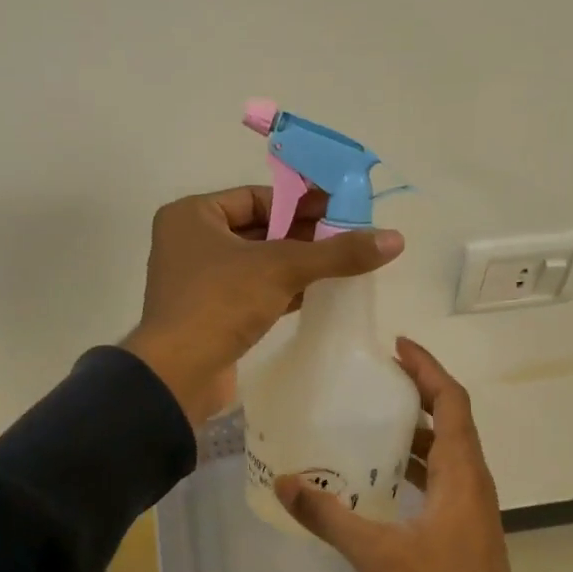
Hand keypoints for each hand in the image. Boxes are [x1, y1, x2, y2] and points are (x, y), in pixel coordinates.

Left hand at [122, 186, 404, 425]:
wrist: (177, 375)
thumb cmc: (220, 303)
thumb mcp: (282, 269)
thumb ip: (337, 253)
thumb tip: (395, 238)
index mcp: (193, 215)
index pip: (257, 197)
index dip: (301, 202)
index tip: (340, 209)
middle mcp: (190, 241)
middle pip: (259, 228)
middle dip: (303, 234)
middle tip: (348, 236)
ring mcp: (198, 280)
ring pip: (257, 262)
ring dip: (296, 263)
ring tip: (342, 263)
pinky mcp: (210, 313)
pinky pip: (252, 290)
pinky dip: (283, 289)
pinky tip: (319, 292)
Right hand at [274, 338, 539, 571]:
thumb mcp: (379, 555)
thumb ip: (331, 518)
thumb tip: (286, 482)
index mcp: (461, 471)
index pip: (451, 400)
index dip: (427, 367)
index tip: (396, 345)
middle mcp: (471, 477)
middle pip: (450, 417)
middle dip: (417, 390)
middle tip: (375, 376)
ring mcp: (470, 502)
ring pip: (445, 447)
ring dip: (415, 426)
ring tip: (371, 414)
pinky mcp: (464, 523)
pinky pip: (440, 474)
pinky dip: (414, 460)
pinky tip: (380, 472)